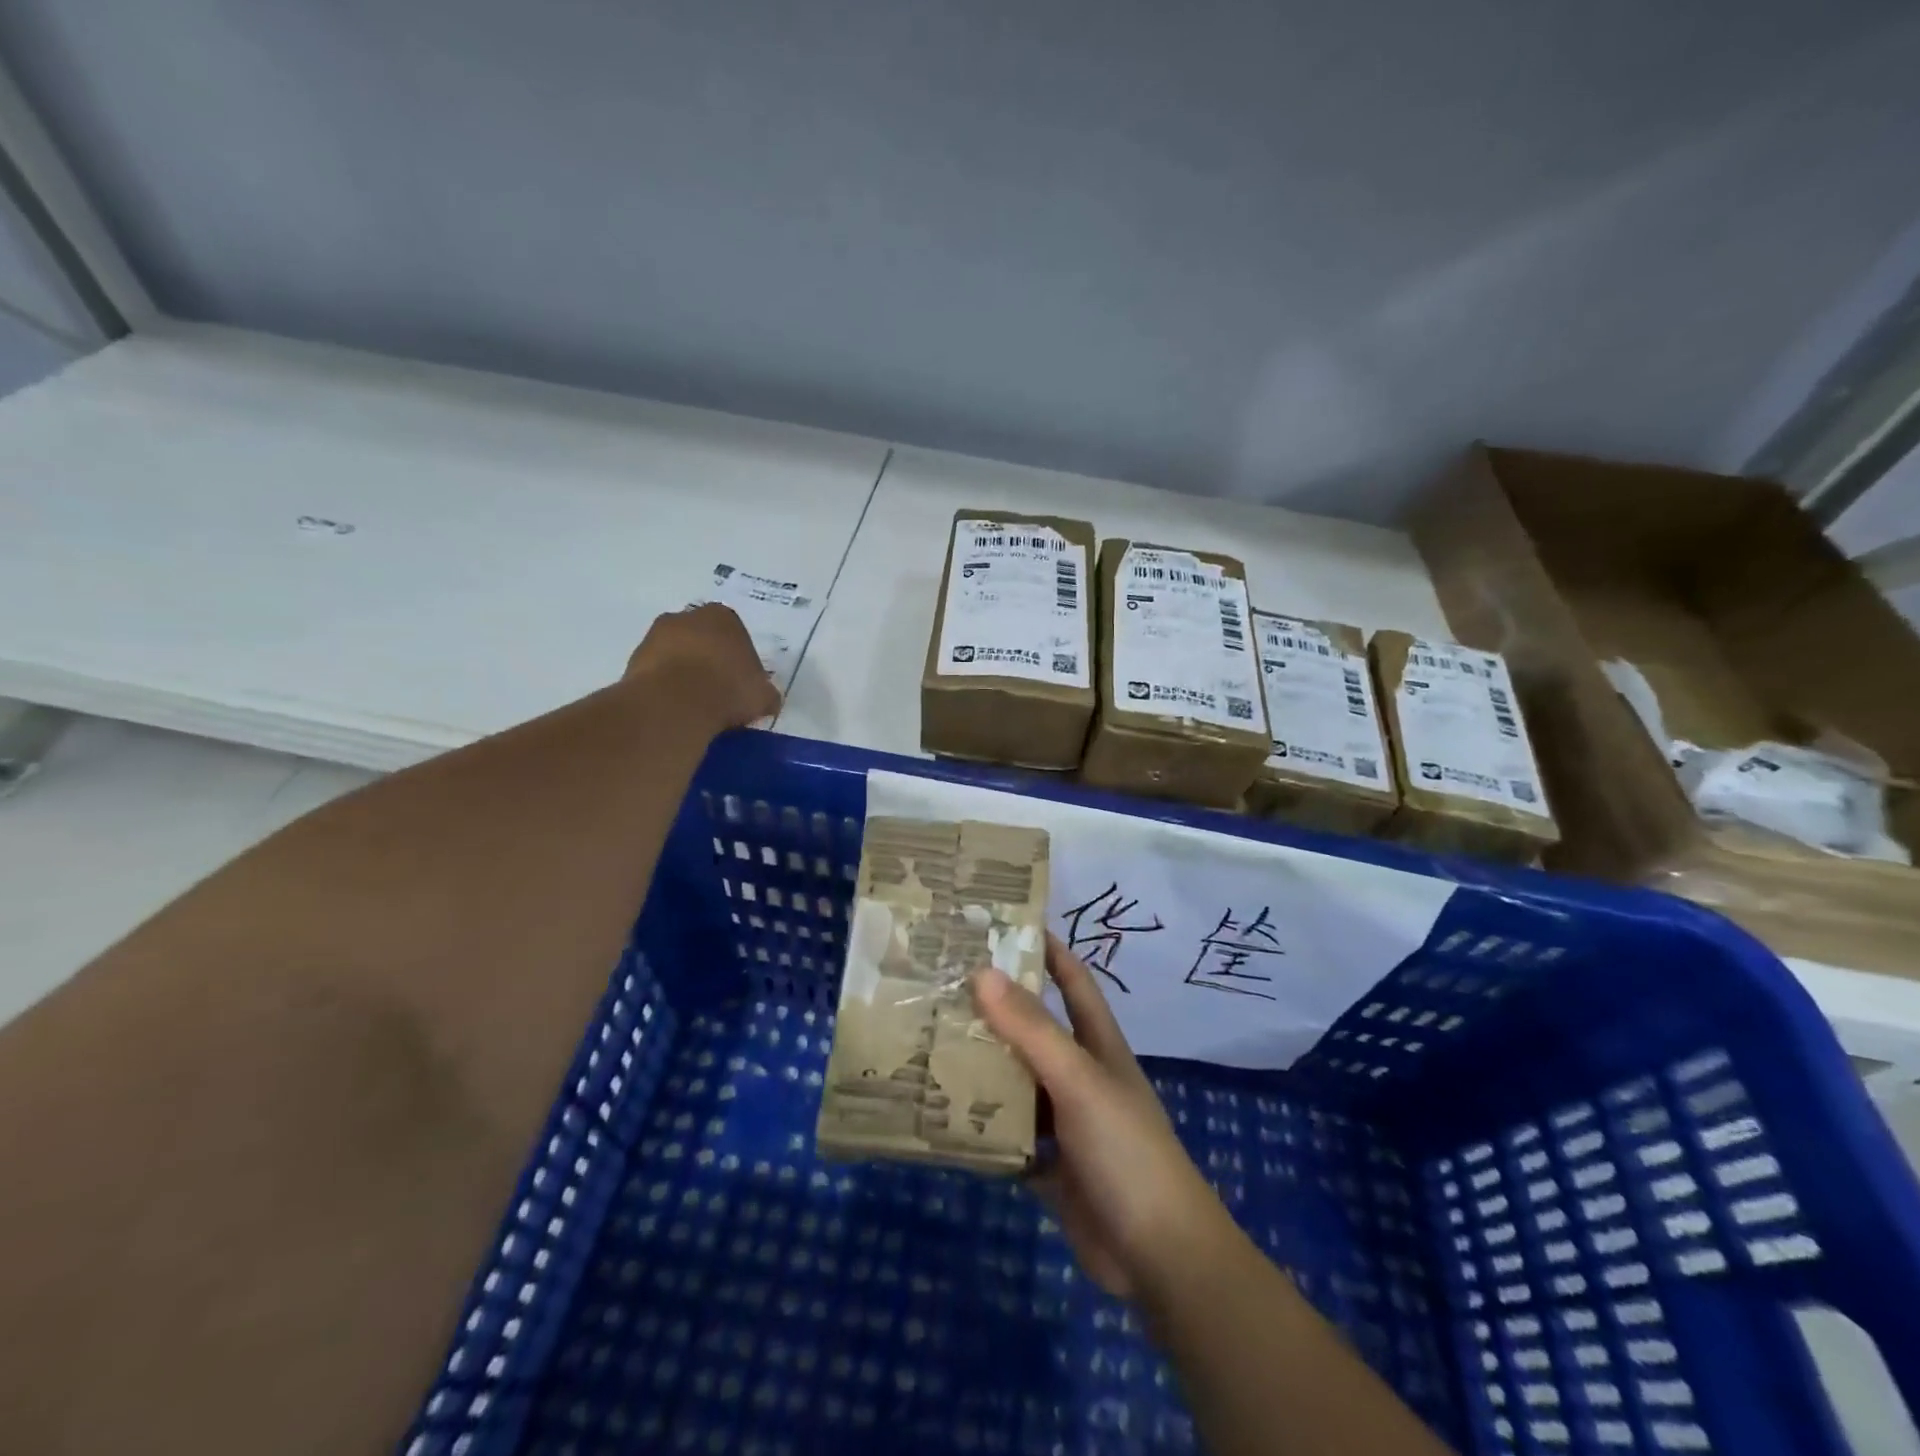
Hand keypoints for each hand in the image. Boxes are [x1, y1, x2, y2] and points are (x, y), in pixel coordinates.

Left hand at [625, 604, 779, 729]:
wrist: (676, 703)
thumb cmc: (728, 689)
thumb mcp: (763, 696)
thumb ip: (765, 693)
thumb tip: (766, 700)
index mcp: (723, 616)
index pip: (736, 634)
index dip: (740, 660)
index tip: (742, 684)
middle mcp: (687, 617)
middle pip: (702, 639)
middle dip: (709, 661)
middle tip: (719, 693)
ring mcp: (655, 635)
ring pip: (676, 654)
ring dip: (684, 673)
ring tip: (696, 706)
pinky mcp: (633, 659)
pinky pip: (656, 673)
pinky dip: (665, 687)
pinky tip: (675, 709)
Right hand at [971, 934, 1239, 1302]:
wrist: (1158, 1256)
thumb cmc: (1126, 1149)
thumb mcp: (1078, 1080)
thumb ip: (1031, 1029)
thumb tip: (982, 971)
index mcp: (1097, 1044)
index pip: (1073, 980)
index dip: (1047, 949)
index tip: (1004, 924)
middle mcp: (1080, 1075)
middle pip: (1034, 1030)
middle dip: (996, 1008)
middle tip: (943, 984)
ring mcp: (1066, 1122)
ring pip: (1016, 1082)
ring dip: (982, 1067)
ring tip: (929, 1042)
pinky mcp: (1050, 1165)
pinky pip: (1008, 1135)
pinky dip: (981, 1126)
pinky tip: (942, 1114)